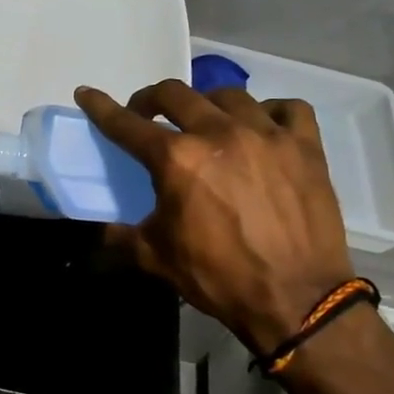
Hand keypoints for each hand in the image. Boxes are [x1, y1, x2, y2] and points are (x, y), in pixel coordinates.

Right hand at [76, 80, 355, 351]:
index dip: (101, 108)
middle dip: (152, 99)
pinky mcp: (305, 146)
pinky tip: (263, 127)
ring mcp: (266, 135)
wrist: (297, 300)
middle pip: (175, 94)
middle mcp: (219, 133)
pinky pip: (287, 109)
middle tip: (148, 115)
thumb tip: (102, 232)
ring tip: (206, 121)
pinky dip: (270, 112)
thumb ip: (122, 237)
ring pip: (229, 95)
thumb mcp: (156, 258)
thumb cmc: (219, 277)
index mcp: (177, 159)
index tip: (87, 94)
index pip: (127, 124)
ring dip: (207, 104)